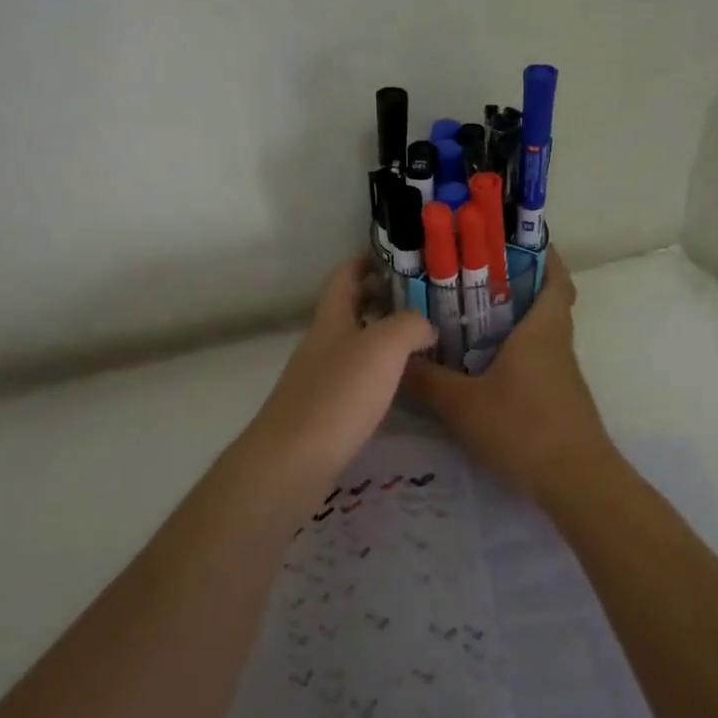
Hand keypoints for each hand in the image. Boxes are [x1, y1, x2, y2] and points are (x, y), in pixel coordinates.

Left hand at [239, 255, 435, 485]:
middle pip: (347, 310)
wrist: (292, 461)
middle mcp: (321, 344)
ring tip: (418, 340)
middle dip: (378, 298)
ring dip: (380, 336)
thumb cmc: (338, 395)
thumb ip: (409, 326)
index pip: (343, 277)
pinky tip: (398, 385)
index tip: (392, 256)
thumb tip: (425, 326)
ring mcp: (318, 379)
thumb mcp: (383, 347)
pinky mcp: (322, 412)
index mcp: (331, 320)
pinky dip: (377, 372)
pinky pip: (354, 378)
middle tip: (417, 299)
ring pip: (352, 345)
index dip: (363, 261)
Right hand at [401, 249, 616, 500]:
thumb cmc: (523, 428)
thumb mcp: (463, 405)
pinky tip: (484, 368)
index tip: (516, 243)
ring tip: (469, 319)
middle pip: (546, 303)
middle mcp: (557, 343)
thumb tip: (396, 358)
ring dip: (514, 322)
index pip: (555, 278)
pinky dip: (516, 353)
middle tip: (474, 279)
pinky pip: (538, 361)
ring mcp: (562, 374)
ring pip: (541, 334)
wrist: (577, 483)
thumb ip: (427, 381)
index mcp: (542, 329)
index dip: (543, 256)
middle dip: (517, 286)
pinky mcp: (561, 399)